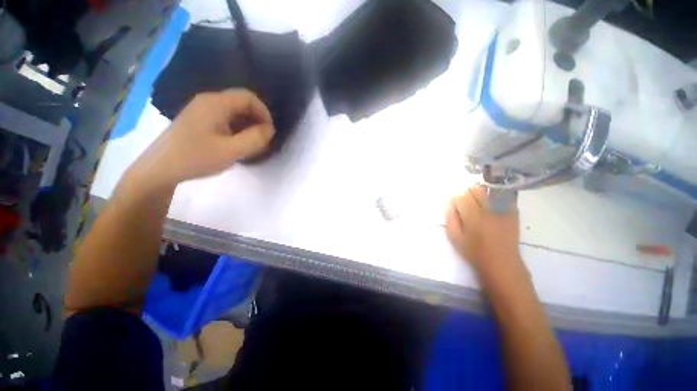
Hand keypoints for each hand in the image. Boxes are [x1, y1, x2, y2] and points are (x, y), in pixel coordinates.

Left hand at [128, 89, 273, 188]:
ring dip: (247, 125)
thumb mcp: (231, 151)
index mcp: (216, 103)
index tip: (269, 132)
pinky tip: (236, 143)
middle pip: (241, 103)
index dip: (264, 113)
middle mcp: (208, 101)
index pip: (248, 98)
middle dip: (257, 120)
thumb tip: (269, 129)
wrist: (160, 168)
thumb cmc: (196, 158)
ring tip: (251, 143)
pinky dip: (236, 128)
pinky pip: (224, 118)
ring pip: (234, 111)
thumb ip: (255, 139)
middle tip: (261, 140)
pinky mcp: (198, 120)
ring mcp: (201, 110)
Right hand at [445, 185, 520, 272]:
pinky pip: (503, 195)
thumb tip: (450, 203)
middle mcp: (488, 209)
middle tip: (464, 201)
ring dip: (480, 191)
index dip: (455, 197)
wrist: (501, 262)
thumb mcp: (454, 237)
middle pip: (475, 189)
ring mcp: (503, 209)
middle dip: (467, 192)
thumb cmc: (474, 251)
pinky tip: (490, 202)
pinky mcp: (513, 211)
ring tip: (477, 200)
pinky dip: (494, 195)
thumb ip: (450, 217)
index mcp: (472, 215)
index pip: (461, 196)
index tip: (454, 203)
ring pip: (489, 189)